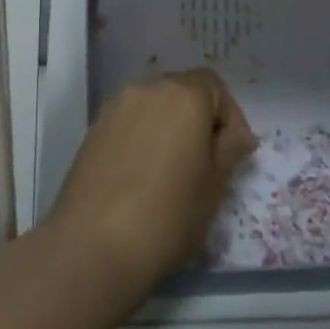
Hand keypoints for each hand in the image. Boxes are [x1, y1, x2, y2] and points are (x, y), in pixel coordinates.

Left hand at [45, 68, 255, 300]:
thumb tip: (236, 134)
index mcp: (183, 95)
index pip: (214, 85)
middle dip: (199, 120)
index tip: (235, 152)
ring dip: (169, 128)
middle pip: (182, 91)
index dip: (230, 115)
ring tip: (174, 172)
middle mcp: (148, 88)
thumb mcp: (215, 187)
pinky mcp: (94, 128)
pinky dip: (143, 139)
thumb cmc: (168, 215)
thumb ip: (230, 149)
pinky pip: (129, 123)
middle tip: (207, 163)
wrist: (93, 244)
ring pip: (154, 107)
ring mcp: (116, 106)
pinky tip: (143, 177)